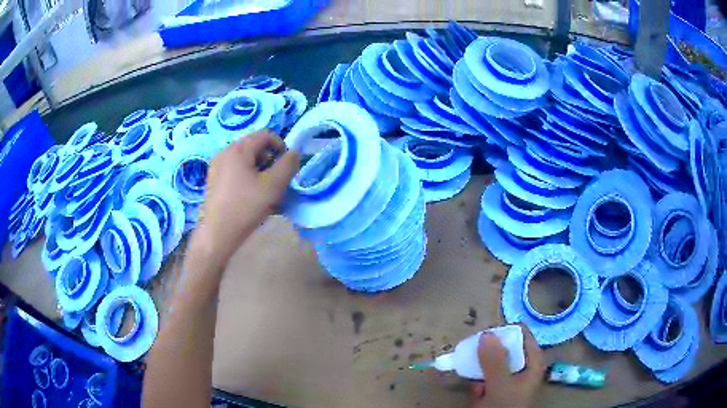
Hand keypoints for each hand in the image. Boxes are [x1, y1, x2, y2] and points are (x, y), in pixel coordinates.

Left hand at [193, 131, 299, 268]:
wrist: (217, 234)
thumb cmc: (245, 207)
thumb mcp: (273, 186)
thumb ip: (288, 165)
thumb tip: (294, 152)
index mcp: (238, 149)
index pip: (265, 135)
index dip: (281, 147)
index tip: (286, 167)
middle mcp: (225, 152)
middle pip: (254, 147)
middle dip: (270, 161)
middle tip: (276, 182)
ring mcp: (216, 166)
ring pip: (245, 160)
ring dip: (259, 171)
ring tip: (264, 192)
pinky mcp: (213, 180)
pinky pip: (235, 171)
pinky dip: (247, 178)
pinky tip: (250, 197)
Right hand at [471, 324, 544, 407]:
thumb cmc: (505, 407)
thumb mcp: (500, 384)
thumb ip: (495, 361)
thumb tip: (486, 333)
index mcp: (533, 362)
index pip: (522, 335)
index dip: (505, 331)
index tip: (486, 333)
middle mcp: (522, 368)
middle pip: (506, 348)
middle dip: (488, 350)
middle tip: (473, 350)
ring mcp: (509, 379)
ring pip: (493, 362)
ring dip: (480, 366)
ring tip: (473, 373)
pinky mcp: (496, 390)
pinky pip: (486, 377)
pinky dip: (478, 381)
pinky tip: (476, 393)